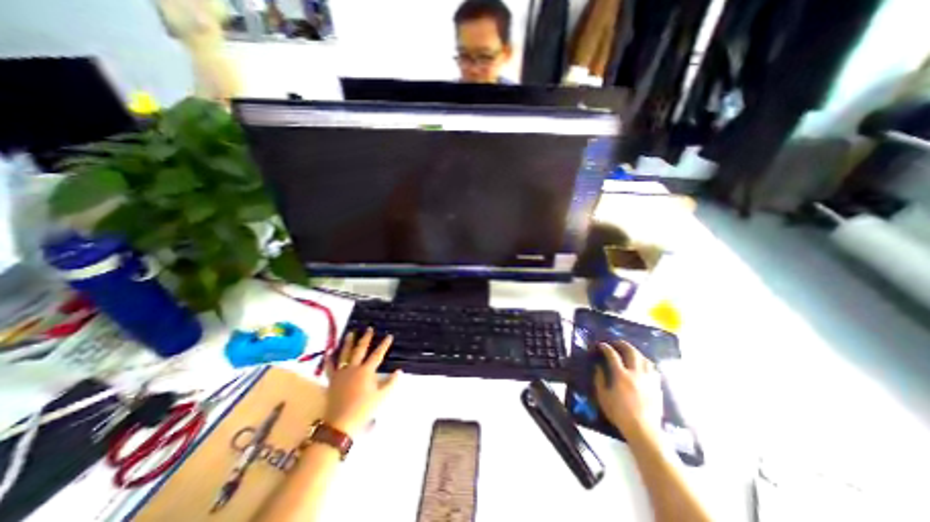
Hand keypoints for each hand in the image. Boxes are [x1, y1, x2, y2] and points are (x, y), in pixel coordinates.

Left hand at [324, 328, 398, 438]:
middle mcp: (354, 368)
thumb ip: (391, 383)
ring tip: (351, 333)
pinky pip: (329, 367)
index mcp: (366, 371)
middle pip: (360, 349)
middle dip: (366, 338)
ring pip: (345, 354)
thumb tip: (399, 371)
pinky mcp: (332, 380)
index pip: (378, 355)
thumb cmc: (363, 409)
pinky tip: (329, 351)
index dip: (384, 345)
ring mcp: (341, 373)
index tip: (389, 336)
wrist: (340, 423)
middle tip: (369, 328)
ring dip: (348, 342)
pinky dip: (329, 359)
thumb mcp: (381, 397)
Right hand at [591, 343, 664, 439]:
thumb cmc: (619, 414)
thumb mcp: (603, 397)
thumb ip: (599, 380)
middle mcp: (636, 373)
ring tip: (630, 352)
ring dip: (636, 352)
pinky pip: (653, 369)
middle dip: (623, 344)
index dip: (606, 348)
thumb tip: (598, 367)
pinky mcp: (656, 386)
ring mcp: (648, 379)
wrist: (643, 430)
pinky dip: (646, 363)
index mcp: (621, 375)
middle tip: (617, 343)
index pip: (612, 355)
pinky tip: (643, 366)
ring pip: (644, 359)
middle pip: (631, 352)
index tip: (601, 345)